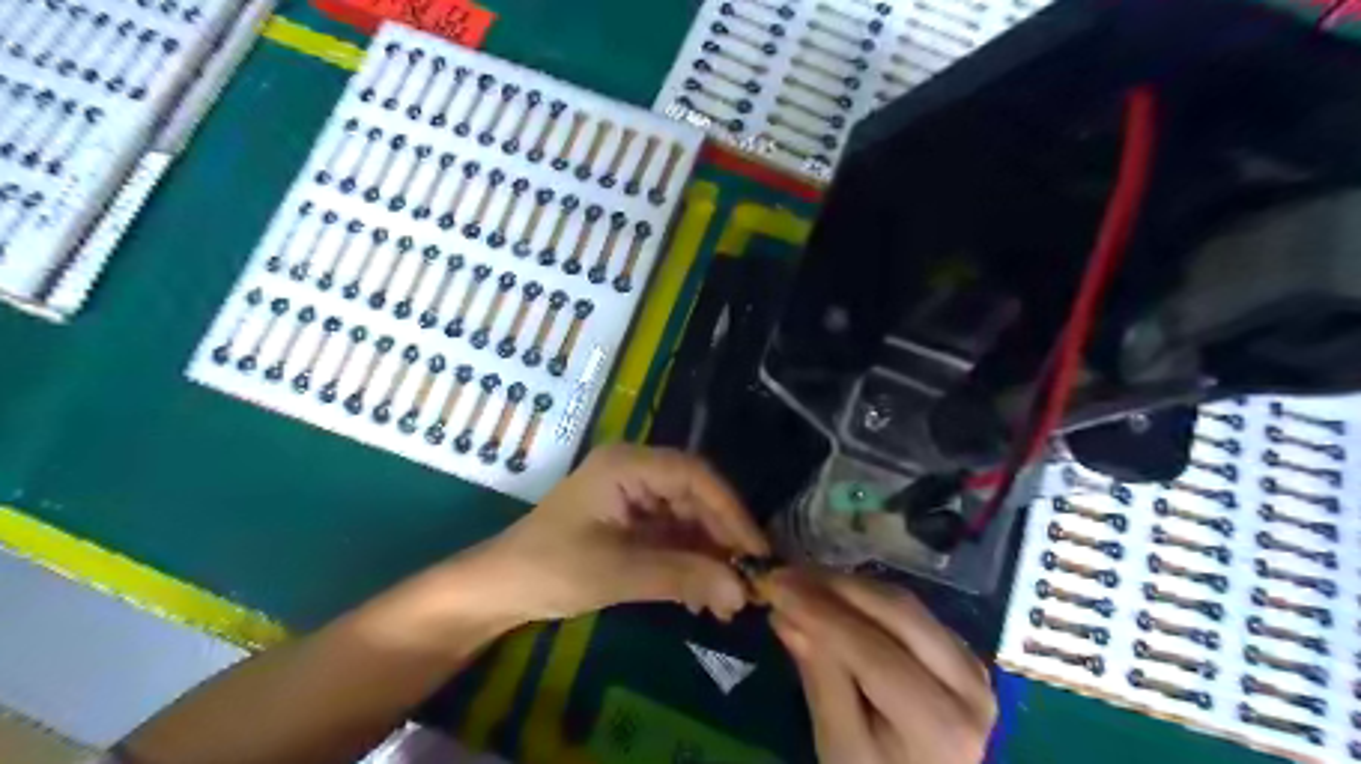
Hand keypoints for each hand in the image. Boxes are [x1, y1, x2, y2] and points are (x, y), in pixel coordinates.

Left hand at [462, 444, 770, 621]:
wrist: (499, 590)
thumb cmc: (549, 568)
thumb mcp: (617, 572)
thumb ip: (681, 576)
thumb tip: (742, 590)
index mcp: (627, 465)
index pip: (693, 475)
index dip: (730, 510)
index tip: (756, 551)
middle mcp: (636, 471)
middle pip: (696, 496)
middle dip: (722, 539)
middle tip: (748, 582)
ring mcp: (635, 496)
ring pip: (689, 519)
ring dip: (710, 556)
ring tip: (729, 599)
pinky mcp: (633, 522)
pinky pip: (674, 536)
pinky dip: (691, 564)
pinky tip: (704, 596)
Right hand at [764, 568, 996, 763]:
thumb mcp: (840, 745)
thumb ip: (820, 678)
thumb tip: (786, 614)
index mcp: (942, 726)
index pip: (875, 654)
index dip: (822, 613)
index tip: (776, 586)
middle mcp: (970, 687)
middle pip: (899, 615)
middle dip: (835, 587)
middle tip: (784, 574)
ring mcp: (972, 665)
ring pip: (905, 605)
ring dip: (848, 585)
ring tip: (800, 578)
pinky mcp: (961, 651)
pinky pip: (910, 611)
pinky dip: (866, 597)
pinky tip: (831, 592)